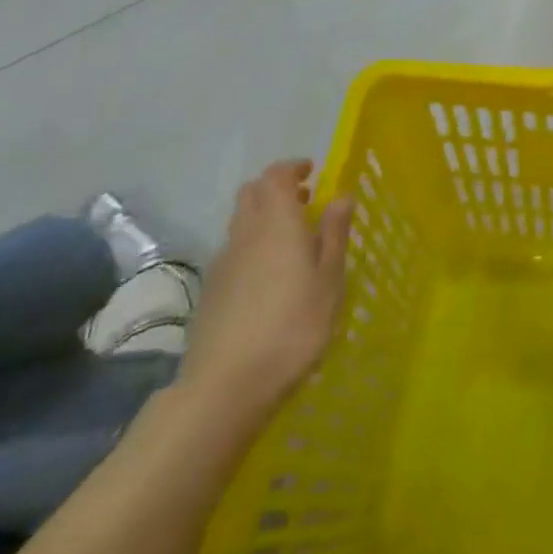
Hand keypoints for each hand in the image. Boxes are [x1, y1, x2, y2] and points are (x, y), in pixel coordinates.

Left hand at [178, 160, 352, 421]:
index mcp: (276, 223)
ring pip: (240, 222)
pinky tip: (271, 275)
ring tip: (293, 238)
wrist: (226, 385)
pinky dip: (252, 245)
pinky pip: (234, 250)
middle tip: (305, 201)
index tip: (313, 172)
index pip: (275, 176)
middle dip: (276, 188)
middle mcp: (245, 234)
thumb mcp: (330, 278)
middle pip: (251, 194)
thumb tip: (341, 195)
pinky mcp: (211, 291)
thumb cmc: (293, 325)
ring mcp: (223, 263)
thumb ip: (334, 233)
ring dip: (264, 217)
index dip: (292, 168)